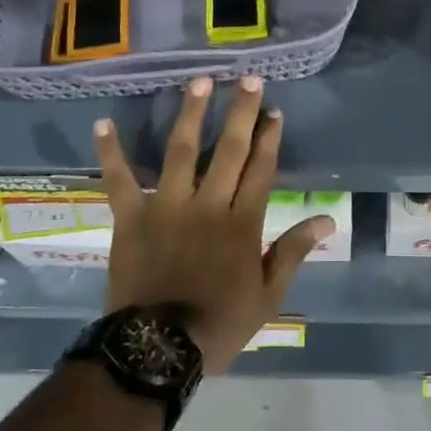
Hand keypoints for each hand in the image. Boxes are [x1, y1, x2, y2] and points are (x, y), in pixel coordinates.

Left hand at [93, 76, 330, 372]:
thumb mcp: (268, 295)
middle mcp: (208, 204)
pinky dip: (110, 153)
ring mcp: (167, 206)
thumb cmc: (218, 324)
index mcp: (242, 223)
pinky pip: (118, 180)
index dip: (269, 138)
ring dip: (190, 114)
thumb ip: (294, 251)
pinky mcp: (131, 217)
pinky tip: (103, 123)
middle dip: (241, 112)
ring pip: (181, 151)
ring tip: (199, 82)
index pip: (261, 169)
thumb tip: (326, 219)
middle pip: (228, 150)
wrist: (157, 350)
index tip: (274, 111)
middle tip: (248, 79)